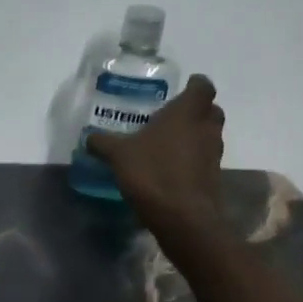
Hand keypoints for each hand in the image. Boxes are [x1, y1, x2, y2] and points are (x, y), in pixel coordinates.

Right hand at [88, 74, 225, 225]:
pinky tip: (170, 168)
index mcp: (187, 112)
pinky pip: (204, 159)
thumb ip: (103, 143)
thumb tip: (88, 138)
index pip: (203, 86)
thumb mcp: (119, 155)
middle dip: (196, 110)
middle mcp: (206, 128)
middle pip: (211, 110)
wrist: (182, 217)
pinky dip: (192, 159)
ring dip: (194, 136)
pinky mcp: (213, 177)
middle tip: (172, 116)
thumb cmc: (153, 172)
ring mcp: (213, 154)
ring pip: (209, 135)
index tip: (183, 87)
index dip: (195, 84)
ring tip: (167, 143)